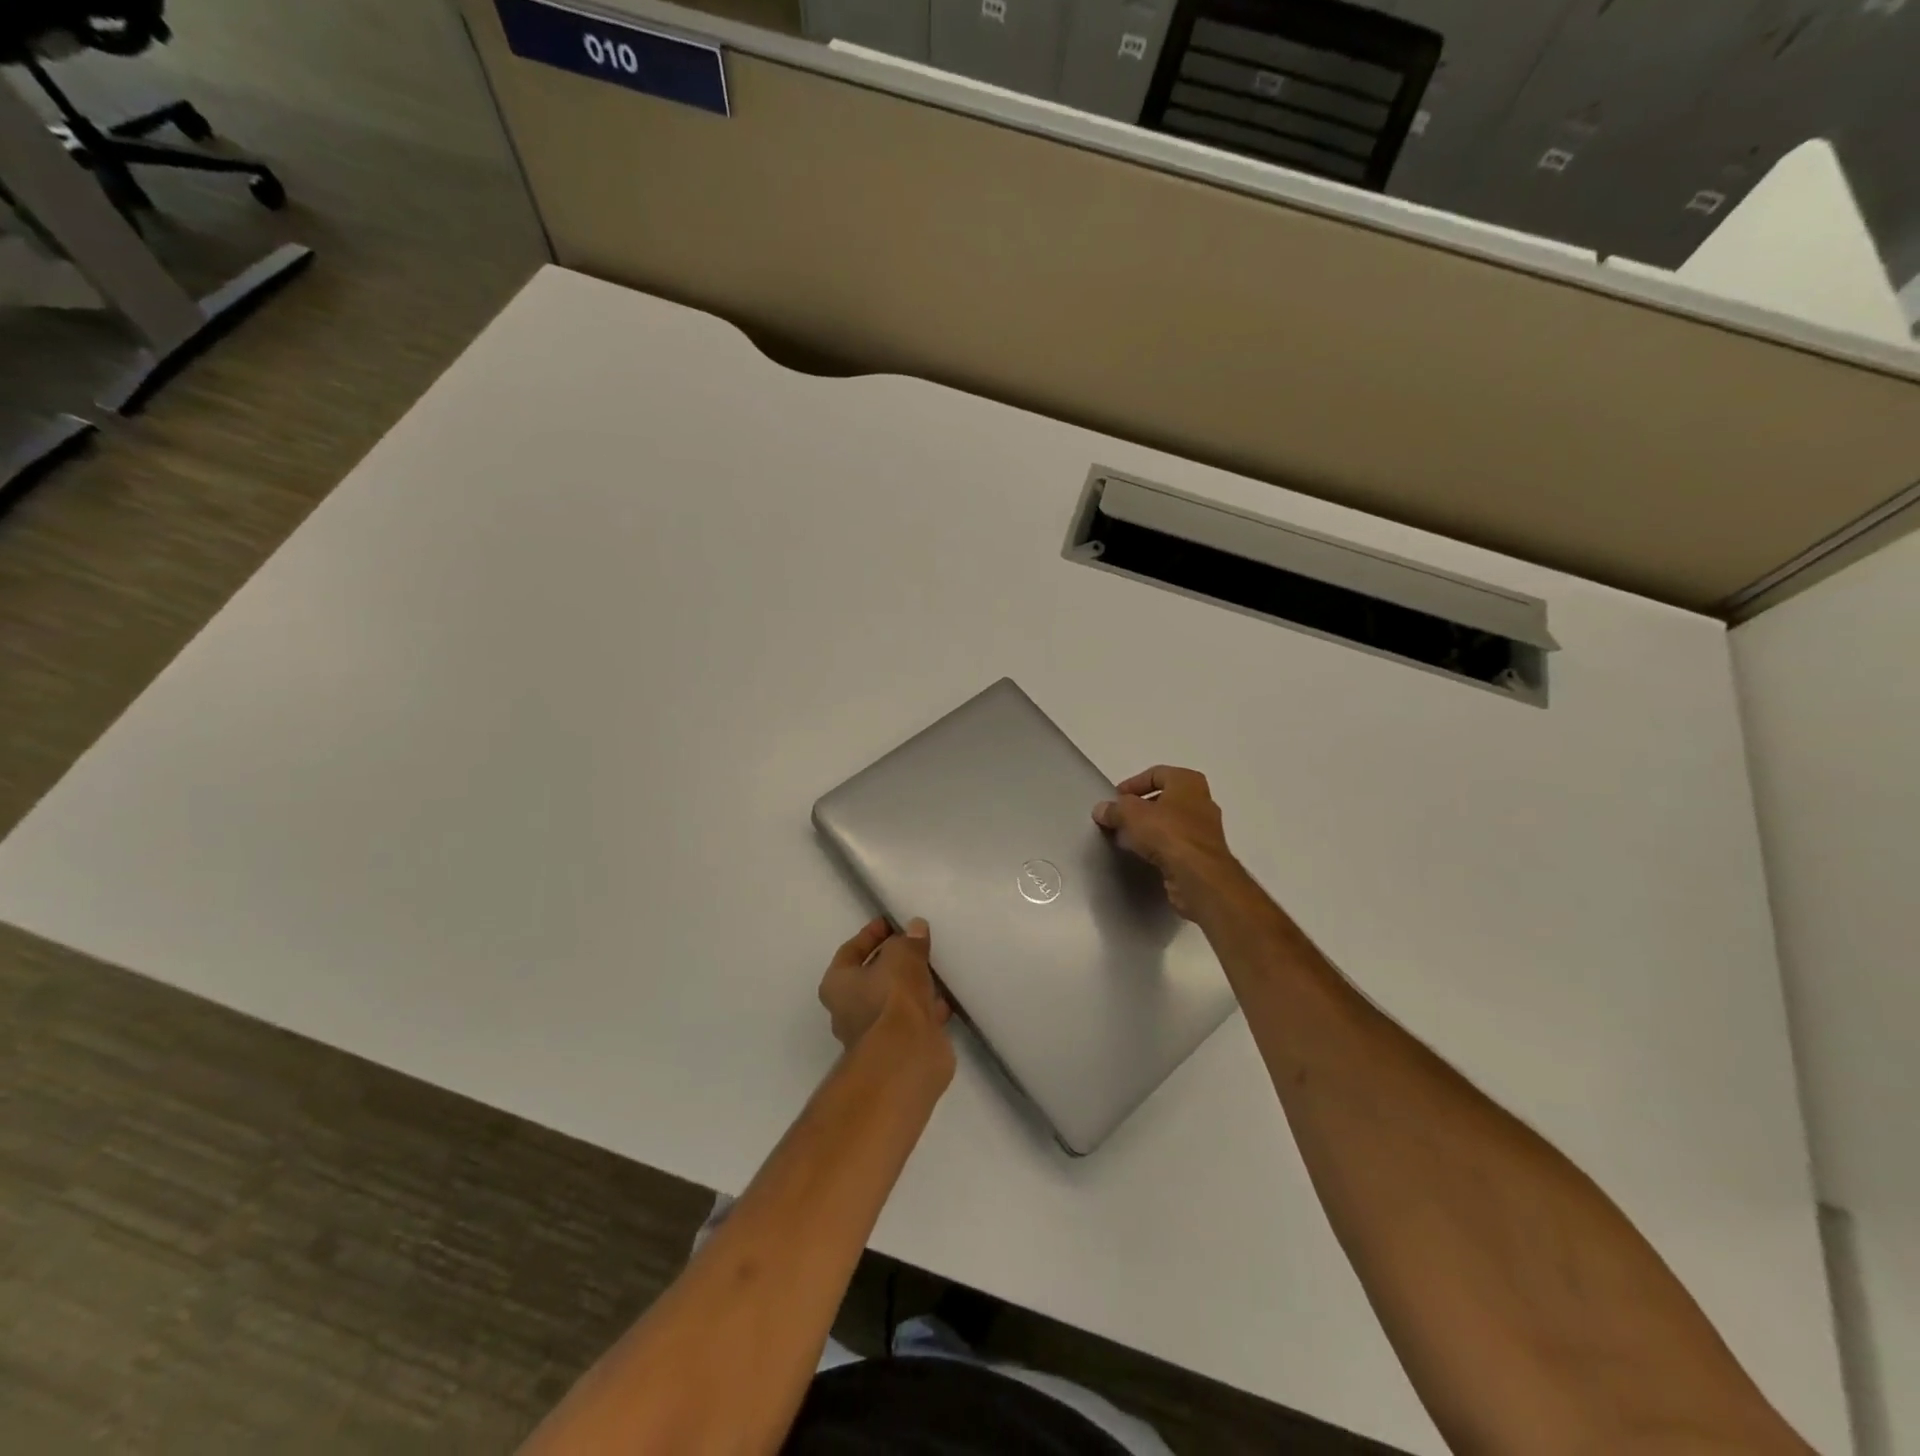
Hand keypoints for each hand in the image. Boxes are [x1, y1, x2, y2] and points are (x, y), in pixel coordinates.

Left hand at [818, 916, 950, 1054]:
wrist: (906, 1056)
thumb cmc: (891, 997)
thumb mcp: (902, 956)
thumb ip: (909, 941)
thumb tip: (915, 927)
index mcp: (837, 985)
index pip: (850, 951)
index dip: (870, 935)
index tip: (892, 923)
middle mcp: (849, 1010)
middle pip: (871, 977)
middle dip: (893, 961)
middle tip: (916, 944)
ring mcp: (874, 1033)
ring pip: (893, 1000)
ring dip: (912, 985)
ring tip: (934, 967)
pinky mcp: (898, 1048)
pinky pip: (912, 1019)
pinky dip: (927, 1008)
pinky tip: (945, 997)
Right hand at [1093, 766, 1245, 919]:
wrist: (1198, 876)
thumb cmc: (1167, 833)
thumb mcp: (1131, 814)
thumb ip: (1114, 809)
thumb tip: (1101, 809)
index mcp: (1188, 782)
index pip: (1156, 774)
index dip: (1132, 784)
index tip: (1115, 799)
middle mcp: (1202, 801)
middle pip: (1164, 798)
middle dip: (1140, 808)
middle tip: (1119, 819)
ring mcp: (1206, 830)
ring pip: (1171, 823)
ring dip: (1149, 829)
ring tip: (1127, 838)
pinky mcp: (1203, 855)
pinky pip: (1176, 844)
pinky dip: (1159, 847)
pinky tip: (1143, 856)